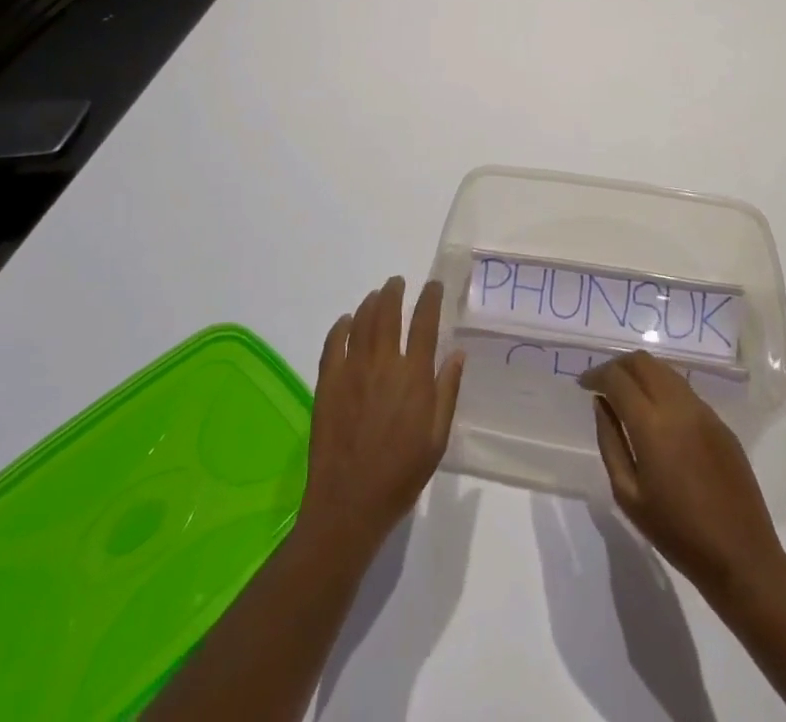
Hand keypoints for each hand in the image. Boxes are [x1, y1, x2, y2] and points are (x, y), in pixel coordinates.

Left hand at [299, 276, 465, 559]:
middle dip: (394, 291)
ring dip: (371, 303)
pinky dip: (341, 326)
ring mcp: (351, 370)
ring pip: (361, 322)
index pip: (425, 323)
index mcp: (414, 376)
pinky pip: (333, 343)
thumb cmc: (401, 475)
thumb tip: (458, 353)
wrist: (349, 504)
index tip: (433, 285)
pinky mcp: (327, 382)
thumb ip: (447, 391)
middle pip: (388, 313)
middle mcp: (383, 364)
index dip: (430, 299)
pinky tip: (346, 321)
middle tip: (397, 282)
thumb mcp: (437, 438)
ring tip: (377, 296)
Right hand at [580, 351, 783, 599]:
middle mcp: (678, 406)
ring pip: (665, 370)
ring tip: (627, 395)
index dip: (596, 374)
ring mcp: (703, 411)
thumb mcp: (628, 494)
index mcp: (652, 425)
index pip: (617, 378)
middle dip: (618, 366)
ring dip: (641, 373)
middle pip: (643, 361)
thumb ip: (610, 442)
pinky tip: (657, 413)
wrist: (741, 557)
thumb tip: (602, 404)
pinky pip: (684, 389)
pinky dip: (662, 388)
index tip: (584, 384)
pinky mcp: (720, 422)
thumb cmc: (677, 533)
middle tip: (603, 384)